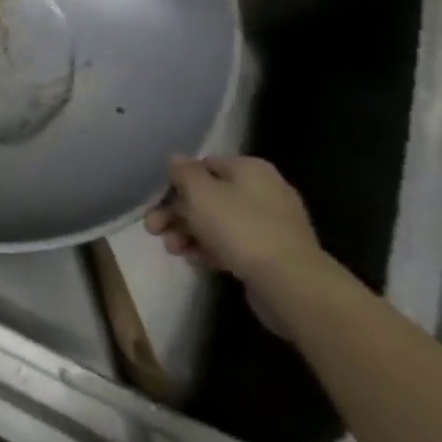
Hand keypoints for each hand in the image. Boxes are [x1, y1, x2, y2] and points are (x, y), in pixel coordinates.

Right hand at [144, 155, 324, 292]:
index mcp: (250, 170)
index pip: (203, 166)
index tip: (156, 200)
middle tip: (153, 228)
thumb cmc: (239, 227)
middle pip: (208, 196)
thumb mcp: (200, 192)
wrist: (288, 282)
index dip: (176, 182)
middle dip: (176, 212)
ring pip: (217, 222)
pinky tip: (194, 259)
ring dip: (188, 233)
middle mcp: (264, 191)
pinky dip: (210, 248)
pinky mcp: (271, 253)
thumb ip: (183, 172)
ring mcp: (271, 224)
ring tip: (172, 249)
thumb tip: (177, 160)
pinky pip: (232, 244)